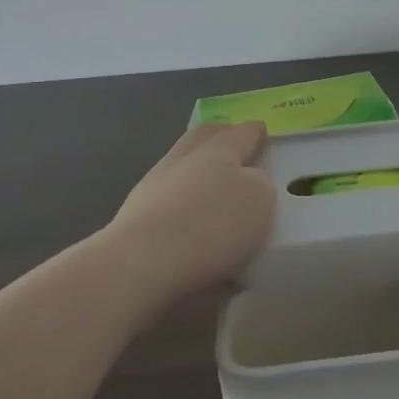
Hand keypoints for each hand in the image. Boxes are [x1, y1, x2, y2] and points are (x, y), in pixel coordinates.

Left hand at [102, 122, 276, 306]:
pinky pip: (167, 200)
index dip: (256, 132)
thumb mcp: (259, 200)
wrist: (139, 266)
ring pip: (182, 167)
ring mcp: (154, 187)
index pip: (242, 133)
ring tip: (214, 188)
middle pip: (204, 138)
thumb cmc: (210, 226)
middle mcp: (183, 159)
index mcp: (218, 149)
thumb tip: (248, 182)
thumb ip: (260, 184)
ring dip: (198, 171)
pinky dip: (182, 203)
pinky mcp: (136, 218)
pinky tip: (192, 224)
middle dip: (221, 137)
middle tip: (236, 146)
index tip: (263, 133)